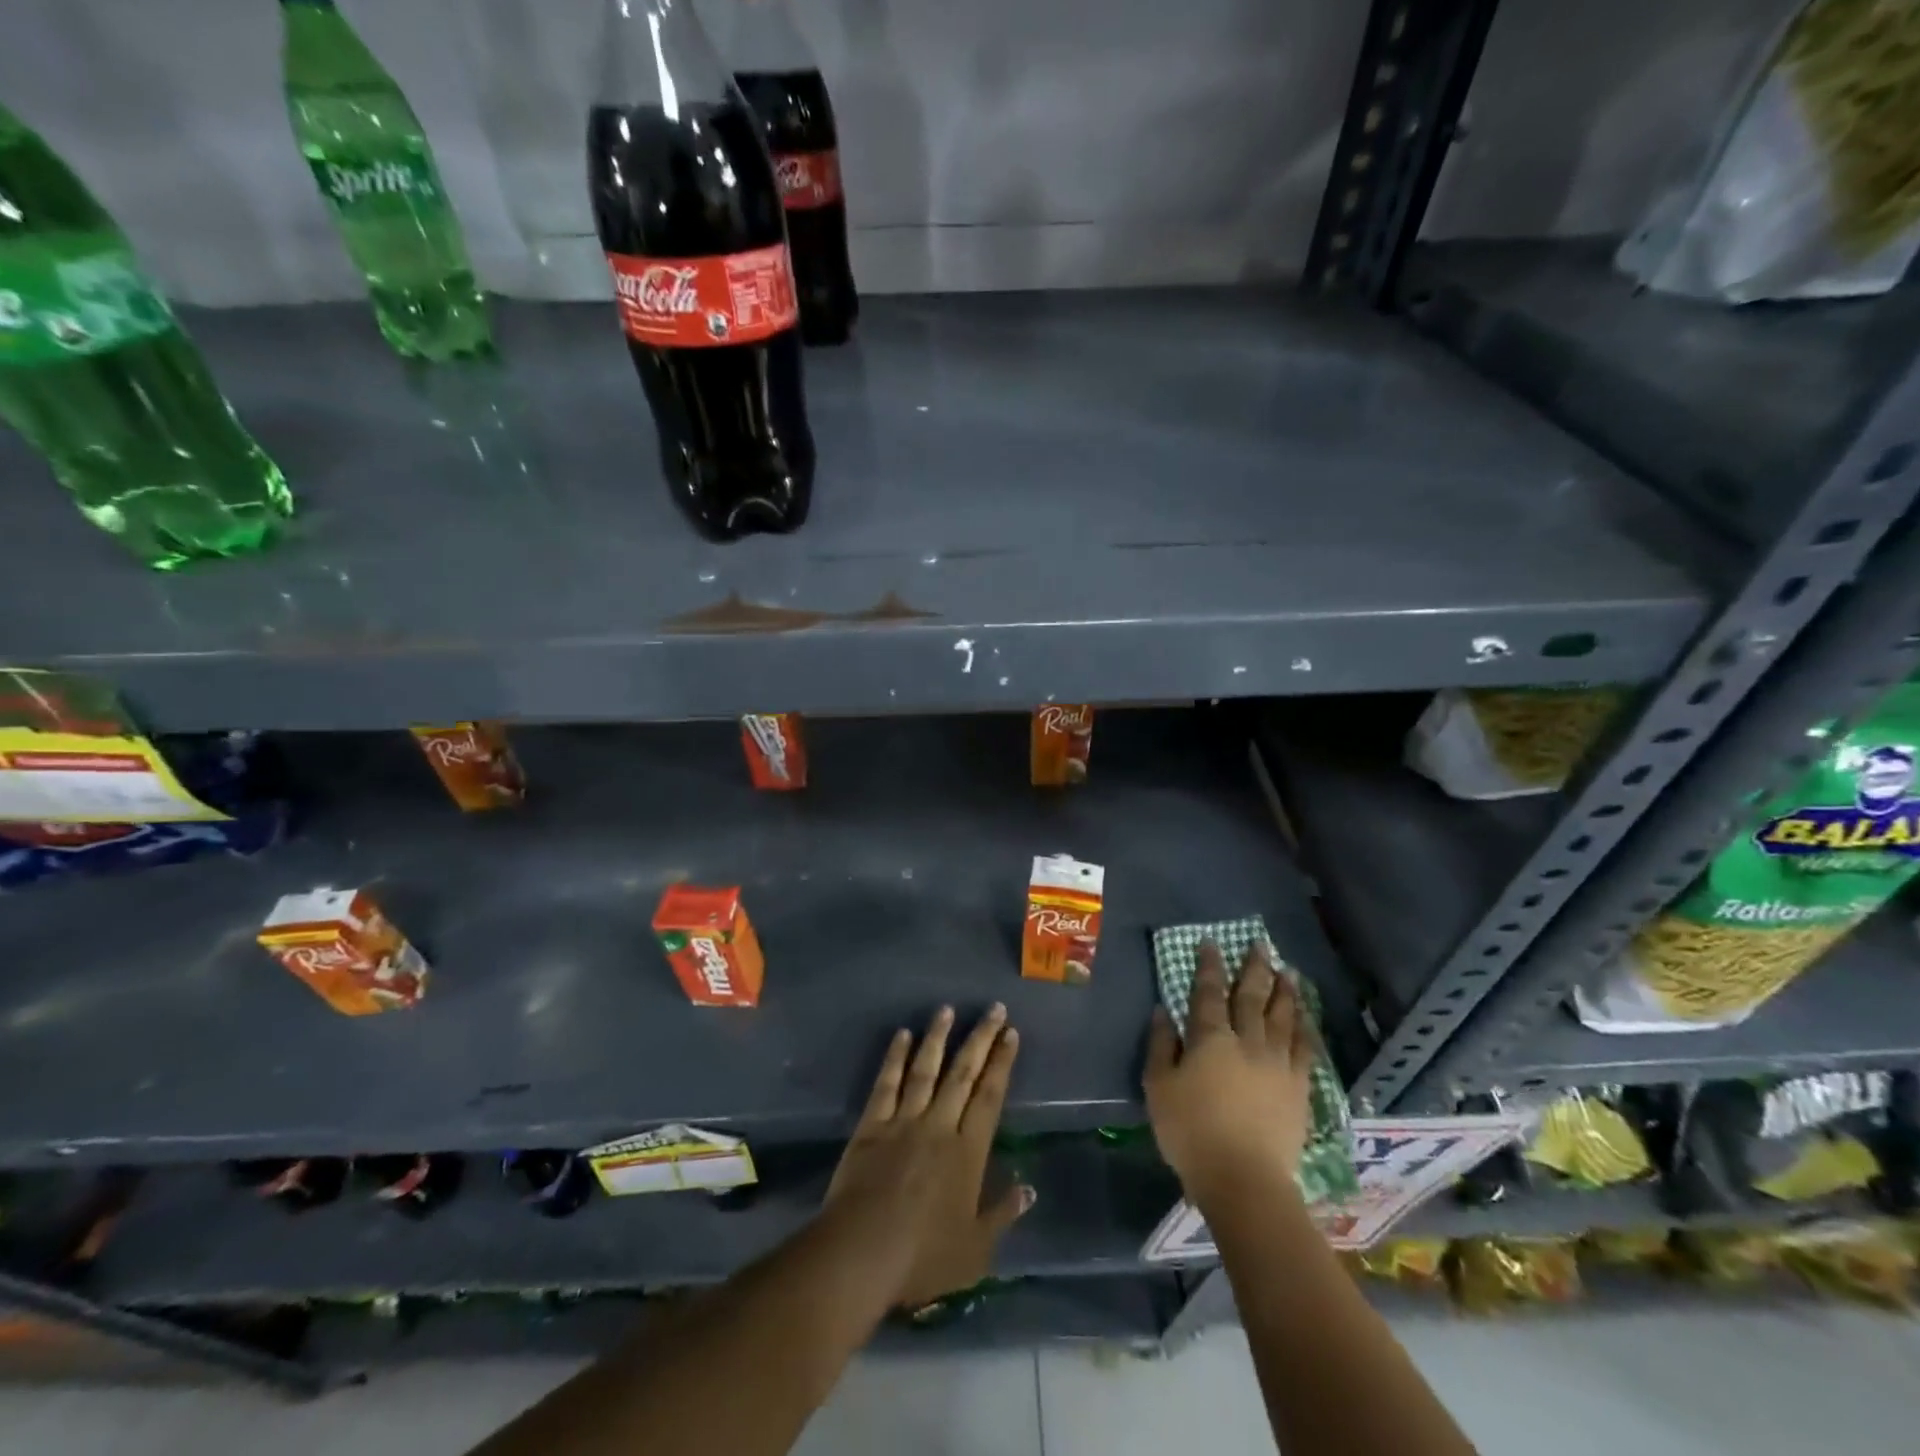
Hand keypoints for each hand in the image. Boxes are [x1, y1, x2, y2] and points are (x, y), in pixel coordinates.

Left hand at [825, 1004, 1033, 1309]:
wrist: (863, 1252)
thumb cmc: (924, 1256)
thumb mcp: (976, 1250)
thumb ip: (1002, 1215)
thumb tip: (1029, 1188)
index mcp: (968, 1152)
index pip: (990, 1097)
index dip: (1002, 1063)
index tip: (1010, 1033)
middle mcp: (939, 1125)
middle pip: (963, 1073)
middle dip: (980, 1038)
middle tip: (993, 1007)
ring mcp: (903, 1120)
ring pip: (925, 1069)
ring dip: (938, 1037)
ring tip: (947, 1008)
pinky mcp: (872, 1125)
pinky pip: (887, 1083)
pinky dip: (895, 1057)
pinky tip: (902, 1035)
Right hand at [1144, 941, 1313, 1209]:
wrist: (1244, 1180)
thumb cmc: (1191, 1132)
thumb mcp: (1159, 1088)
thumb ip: (1161, 1046)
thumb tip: (1163, 1011)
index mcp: (1211, 1038)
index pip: (1209, 992)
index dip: (1209, 966)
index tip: (1212, 943)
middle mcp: (1247, 1041)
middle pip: (1252, 996)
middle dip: (1254, 968)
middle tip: (1261, 945)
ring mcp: (1277, 1063)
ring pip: (1283, 1016)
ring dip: (1285, 991)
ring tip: (1287, 972)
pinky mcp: (1298, 1088)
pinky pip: (1305, 1049)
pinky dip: (1305, 1027)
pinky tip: (1306, 1018)